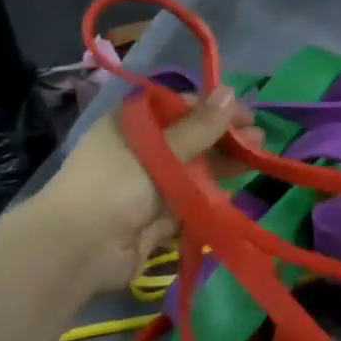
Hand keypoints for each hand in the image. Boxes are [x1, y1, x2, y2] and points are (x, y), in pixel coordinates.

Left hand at [35, 88, 260, 293]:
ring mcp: (150, 184)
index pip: (179, 107)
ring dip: (224, 163)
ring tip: (258, 159)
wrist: (81, 249)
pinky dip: (213, 193)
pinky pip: (192, 198)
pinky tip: (237, 187)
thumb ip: (199, 126)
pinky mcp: (160, 215)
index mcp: (132, 125)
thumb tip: (230, 92)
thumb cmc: (116, 185)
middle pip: (190, 137)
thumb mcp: (160, 150)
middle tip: (260, 138)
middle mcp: (141, 150)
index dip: (213, 108)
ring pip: (194, 168)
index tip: (246, 113)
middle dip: (225, 137)